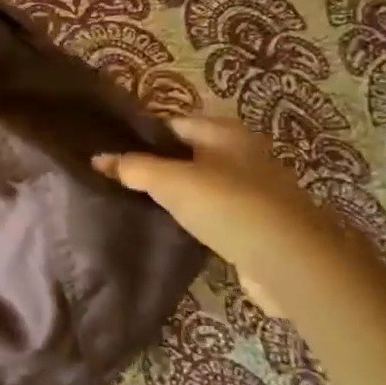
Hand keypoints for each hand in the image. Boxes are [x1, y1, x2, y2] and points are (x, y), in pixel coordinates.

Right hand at [93, 117, 339, 317]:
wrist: (288, 261)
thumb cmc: (226, 205)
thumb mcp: (169, 181)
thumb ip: (132, 167)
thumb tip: (97, 158)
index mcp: (225, 132)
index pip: (172, 124)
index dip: (141, 137)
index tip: (111, 153)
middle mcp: (243, 154)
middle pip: (187, 154)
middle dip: (156, 166)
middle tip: (117, 180)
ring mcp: (253, 190)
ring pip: (200, 185)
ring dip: (174, 195)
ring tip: (135, 205)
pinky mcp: (256, 224)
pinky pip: (213, 213)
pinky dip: (192, 218)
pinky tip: (170, 229)